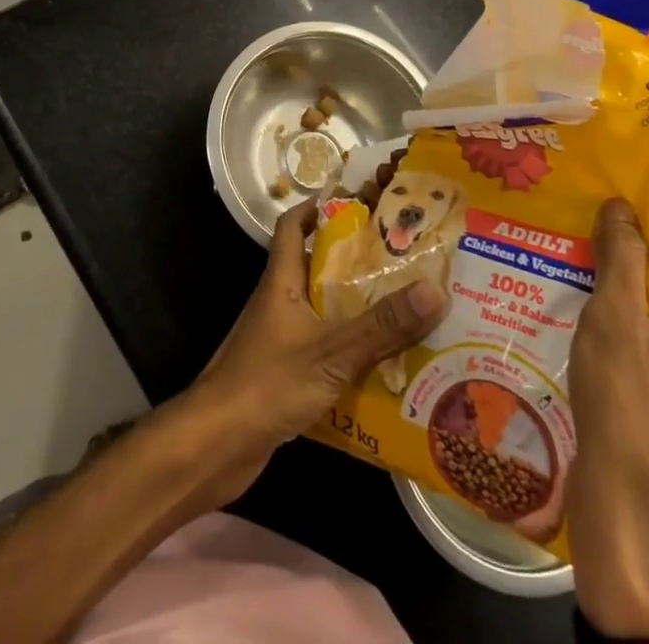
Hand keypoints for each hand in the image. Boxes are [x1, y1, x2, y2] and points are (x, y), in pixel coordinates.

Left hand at [178, 201, 447, 506]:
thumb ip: (382, 325)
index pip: (293, 226)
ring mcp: (278, 338)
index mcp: (282, 280)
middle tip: (401, 262)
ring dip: (356, 311)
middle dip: (355, 264)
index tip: (356, 202)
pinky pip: (322, 350)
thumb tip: (434, 288)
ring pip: (322, 312)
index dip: (318, 207)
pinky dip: (348, 352)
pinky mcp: (282, 374)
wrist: (214, 446)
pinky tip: (383, 367)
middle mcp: (279, 301)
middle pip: (316, 268)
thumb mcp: (331, 352)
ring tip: (404, 311)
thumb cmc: (267, 383)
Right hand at [567, 200, 648, 640]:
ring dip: (631, 355)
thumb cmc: (627, 404)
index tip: (597, 291)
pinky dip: (640, 391)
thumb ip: (621, 256)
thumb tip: (622, 204)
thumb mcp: (616, 316)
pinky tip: (608, 399)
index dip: (632, 282)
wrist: (628, 515)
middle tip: (590, 326)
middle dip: (630, 321)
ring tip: (594, 363)